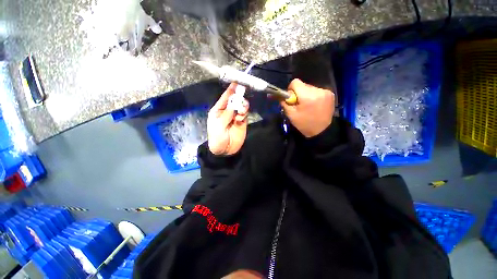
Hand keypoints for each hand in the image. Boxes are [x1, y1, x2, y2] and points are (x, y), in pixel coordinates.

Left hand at [208, 84, 249, 155]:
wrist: (225, 151)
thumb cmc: (217, 138)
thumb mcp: (219, 126)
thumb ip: (227, 114)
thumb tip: (234, 102)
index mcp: (218, 110)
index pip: (225, 98)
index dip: (230, 90)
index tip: (236, 83)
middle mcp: (227, 111)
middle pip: (235, 100)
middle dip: (238, 98)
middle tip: (240, 101)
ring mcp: (235, 116)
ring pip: (241, 105)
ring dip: (242, 106)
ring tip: (240, 112)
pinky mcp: (242, 121)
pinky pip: (245, 113)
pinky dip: (244, 113)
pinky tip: (240, 118)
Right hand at [281, 79, 334, 137]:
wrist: (322, 131)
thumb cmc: (304, 124)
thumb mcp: (291, 115)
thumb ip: (284, 103)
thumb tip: (281, 95)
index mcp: (307, 96)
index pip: (295, 82)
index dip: (291, 89)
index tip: (291, 98)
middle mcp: (318, 90)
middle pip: (303, 85)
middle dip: (299, 93)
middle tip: (299, 104)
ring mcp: (325, 92)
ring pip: (310, 88)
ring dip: (306, 94)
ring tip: (307, 106)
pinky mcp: (330, 94)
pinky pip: (317, 91)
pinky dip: (313, 96)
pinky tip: (314, 105)